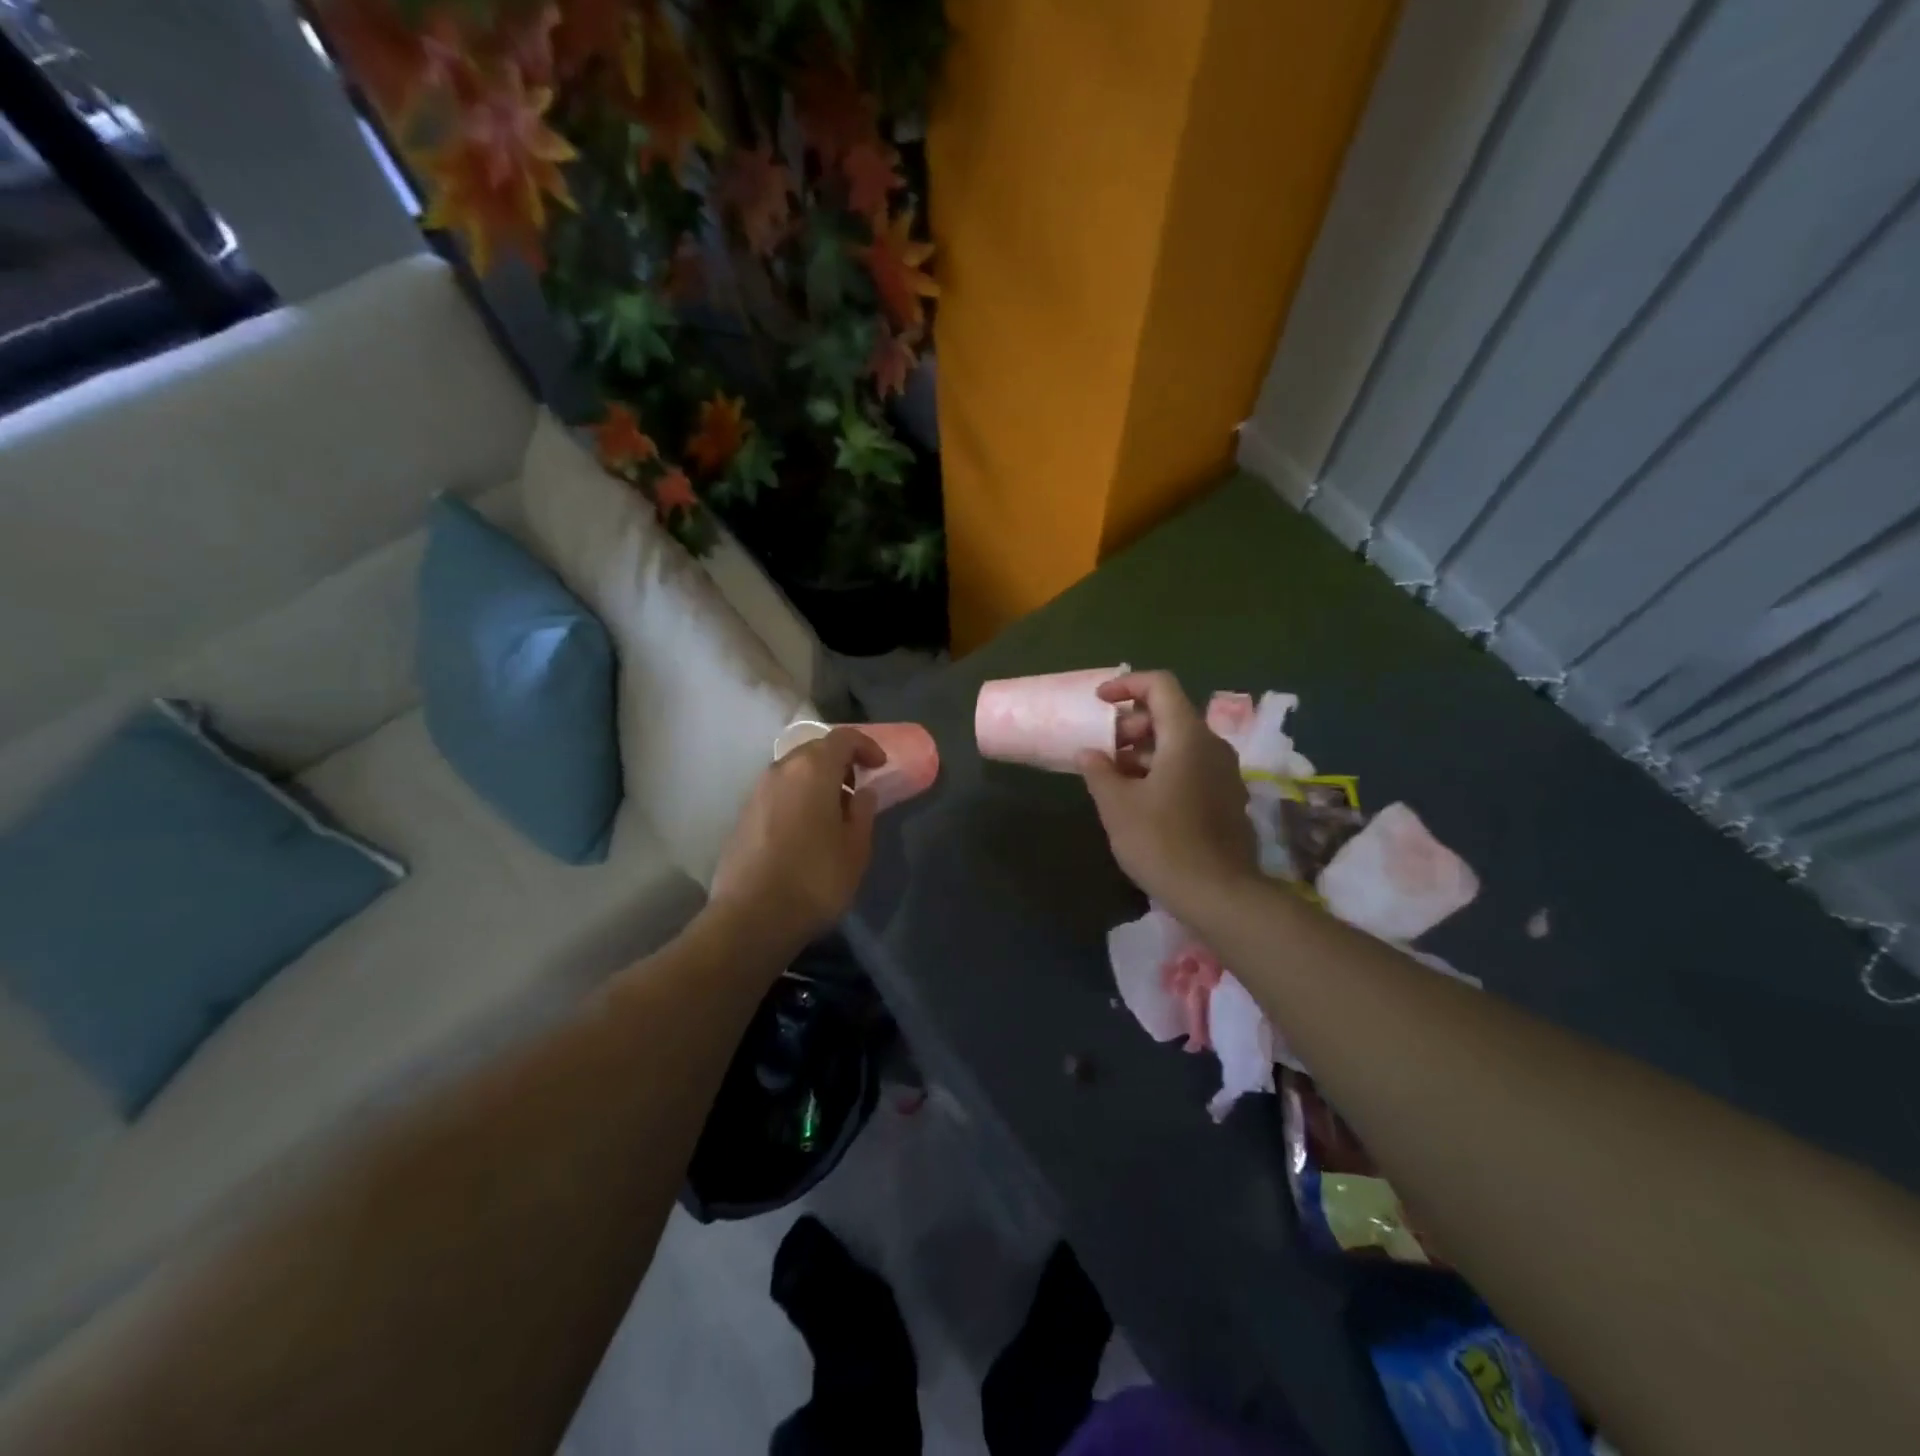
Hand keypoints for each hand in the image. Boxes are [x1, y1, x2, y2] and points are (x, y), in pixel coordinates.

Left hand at [710, 726, 884, 952]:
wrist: (752, 916)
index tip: (880, 765)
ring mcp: (757, 792)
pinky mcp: (743, 815)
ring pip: (792, 770)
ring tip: (833, 810)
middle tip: (857, 786)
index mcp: (813, 770)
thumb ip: (863, 812)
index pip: (842, 738)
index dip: (865, 746)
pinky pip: (777, 791)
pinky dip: (796, 796)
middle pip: (814, 750)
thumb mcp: (856, 848)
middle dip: (839, 761)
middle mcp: (781, 770)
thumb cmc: (815, 879)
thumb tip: (863, 792)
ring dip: (816, 780)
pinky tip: (806, 828)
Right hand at [1078, 670, 1257, 919]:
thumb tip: (1090, 752)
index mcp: (1186, 736)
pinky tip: (1140, 799)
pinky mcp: (1226, 797)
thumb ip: (1099, 770)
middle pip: (1169, 714)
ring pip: (1179, 743)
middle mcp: (1211, 745)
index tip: (1099, 703)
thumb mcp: (1117, 805)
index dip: (1126, 685)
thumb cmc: (1161, 842)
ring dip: (1144, 750)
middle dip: (1131, 723)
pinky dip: (1162, 768)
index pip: (1159, 685)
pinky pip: (1191, 766)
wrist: (1218, 894)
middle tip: (1103, 751)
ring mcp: (1224, 772)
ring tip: (1115, 778)